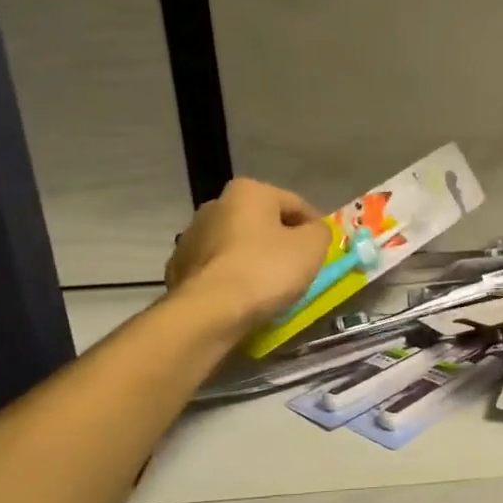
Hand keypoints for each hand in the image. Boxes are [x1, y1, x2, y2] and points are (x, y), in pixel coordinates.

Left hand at [166, 178, 331, 329]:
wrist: (210, 311)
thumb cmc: (266, 269)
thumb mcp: (312, 247)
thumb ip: (320, 232)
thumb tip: (313, 231)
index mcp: (249, 191)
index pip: (296, 204)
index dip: (314, 228)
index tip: (323, 252)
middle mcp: (216, 204)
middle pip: (263, 222)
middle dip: (281, 242)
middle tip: (299, 269)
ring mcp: (192, 236)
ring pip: (238, 245)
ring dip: (255, 259)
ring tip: (271, 287)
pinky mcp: (180, 267)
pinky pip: (219, 268)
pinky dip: (233, 277)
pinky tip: (243, 297)